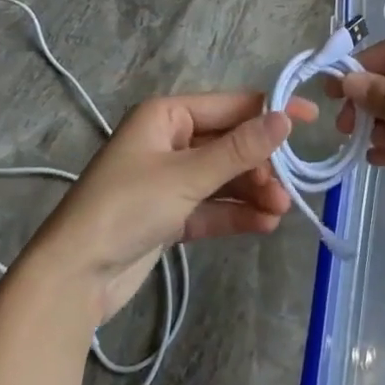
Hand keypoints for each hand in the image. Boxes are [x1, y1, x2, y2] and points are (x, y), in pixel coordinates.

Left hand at [22, 92, 314, 325]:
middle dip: (259, 165)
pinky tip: (264, 224)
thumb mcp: (187, 175)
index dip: (270, 111)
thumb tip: (285, 117)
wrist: (73, 277)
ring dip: (252, 191)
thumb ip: (239, 149)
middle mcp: (169, 140)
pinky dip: (235, 212)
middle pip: (229, 144)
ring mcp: (169, 178)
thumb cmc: (127, 207)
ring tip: (280, 211)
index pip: (230, 106)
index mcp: (167, 115)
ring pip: (223, 177)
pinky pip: (211, 205)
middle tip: (287, 188)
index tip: (311, 118)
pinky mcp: (169, 214)